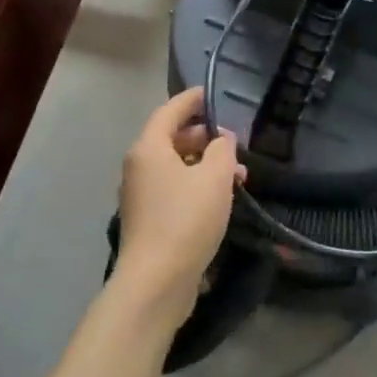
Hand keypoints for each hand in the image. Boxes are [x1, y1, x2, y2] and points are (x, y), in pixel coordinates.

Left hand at [115, 88, 242, 315]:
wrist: (156, 282)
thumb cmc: (186, 220)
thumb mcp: (215, 178)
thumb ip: (222, 150)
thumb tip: (221, 141)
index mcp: (149, 148)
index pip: (170, 111)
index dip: (192, 100)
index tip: (212, 93)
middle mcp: (139, 167)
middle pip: (172, 139)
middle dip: (205, 137)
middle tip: (234, 143)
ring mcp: (141, 195)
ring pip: (176, 166)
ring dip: (205, 164)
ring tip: (238, 176)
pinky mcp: (149, 220)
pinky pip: (174, 189)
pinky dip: (197, 185)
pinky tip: (221, 198)